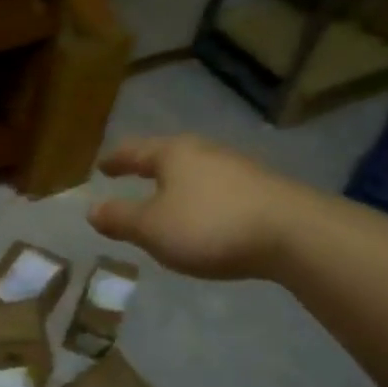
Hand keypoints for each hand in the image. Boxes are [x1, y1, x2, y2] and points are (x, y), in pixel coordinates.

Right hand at [88, 135, 314, 280]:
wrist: (295, 235)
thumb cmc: (210, 225)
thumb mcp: (152, 228)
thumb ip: (120, 219)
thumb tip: (92, 210)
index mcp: (173, 154)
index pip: (134, 151)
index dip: (115, 160)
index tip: (101, 166)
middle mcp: (205, 152)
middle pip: (167, 156)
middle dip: (147, 167)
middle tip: (130, 176)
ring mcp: (238, 168)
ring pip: (195, 172)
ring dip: (176, 184)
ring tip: (165, 199)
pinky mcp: (262, 190)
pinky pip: (217, 189)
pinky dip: (200, 199)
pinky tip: (203, 216)